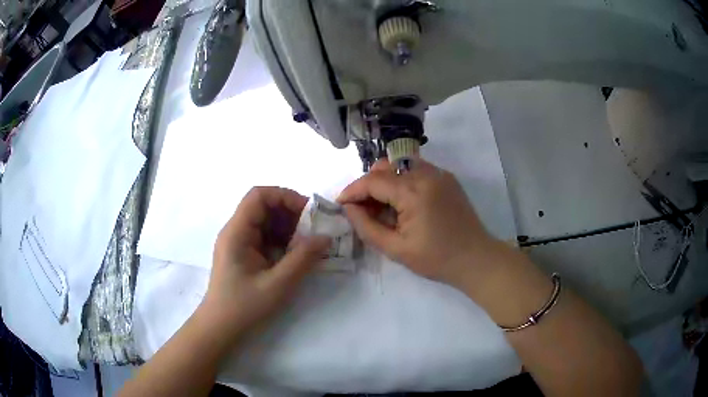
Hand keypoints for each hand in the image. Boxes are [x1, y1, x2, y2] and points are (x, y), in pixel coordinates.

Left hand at [199, 187, 329, 342]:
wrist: (220, 328)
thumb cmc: (244, 307)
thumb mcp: (277, 284)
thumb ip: (303, 259)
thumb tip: (326, 236)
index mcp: (237, 232)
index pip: (259, 195)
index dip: (285, 196)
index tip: (309, 213)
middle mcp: (235, 231)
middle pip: (263, 206)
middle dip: (291, 213)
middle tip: (314, 230)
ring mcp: (239, 243)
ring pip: (266, 221)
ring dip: (288, 228)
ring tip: (308, 244)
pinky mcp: (243, 254)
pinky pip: (265, 237)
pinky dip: (282, 240)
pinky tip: (295, 255)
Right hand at [338, 159, 501, 285]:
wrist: (476, 258)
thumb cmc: (436, 259)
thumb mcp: (396, 249)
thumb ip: (367, 227)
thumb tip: (349, 208)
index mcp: (413, 192)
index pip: (373, 180)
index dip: (353, 190)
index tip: (340, 203)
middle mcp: (426, 173)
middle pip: (385, 167)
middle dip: (368, 184)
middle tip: (362, 208)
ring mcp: (439, 173)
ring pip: (400, 165)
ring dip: (384, 180)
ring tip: (382, 206)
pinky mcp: (447, 178)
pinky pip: (416, 170)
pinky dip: (402, 181)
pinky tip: (402, 203)